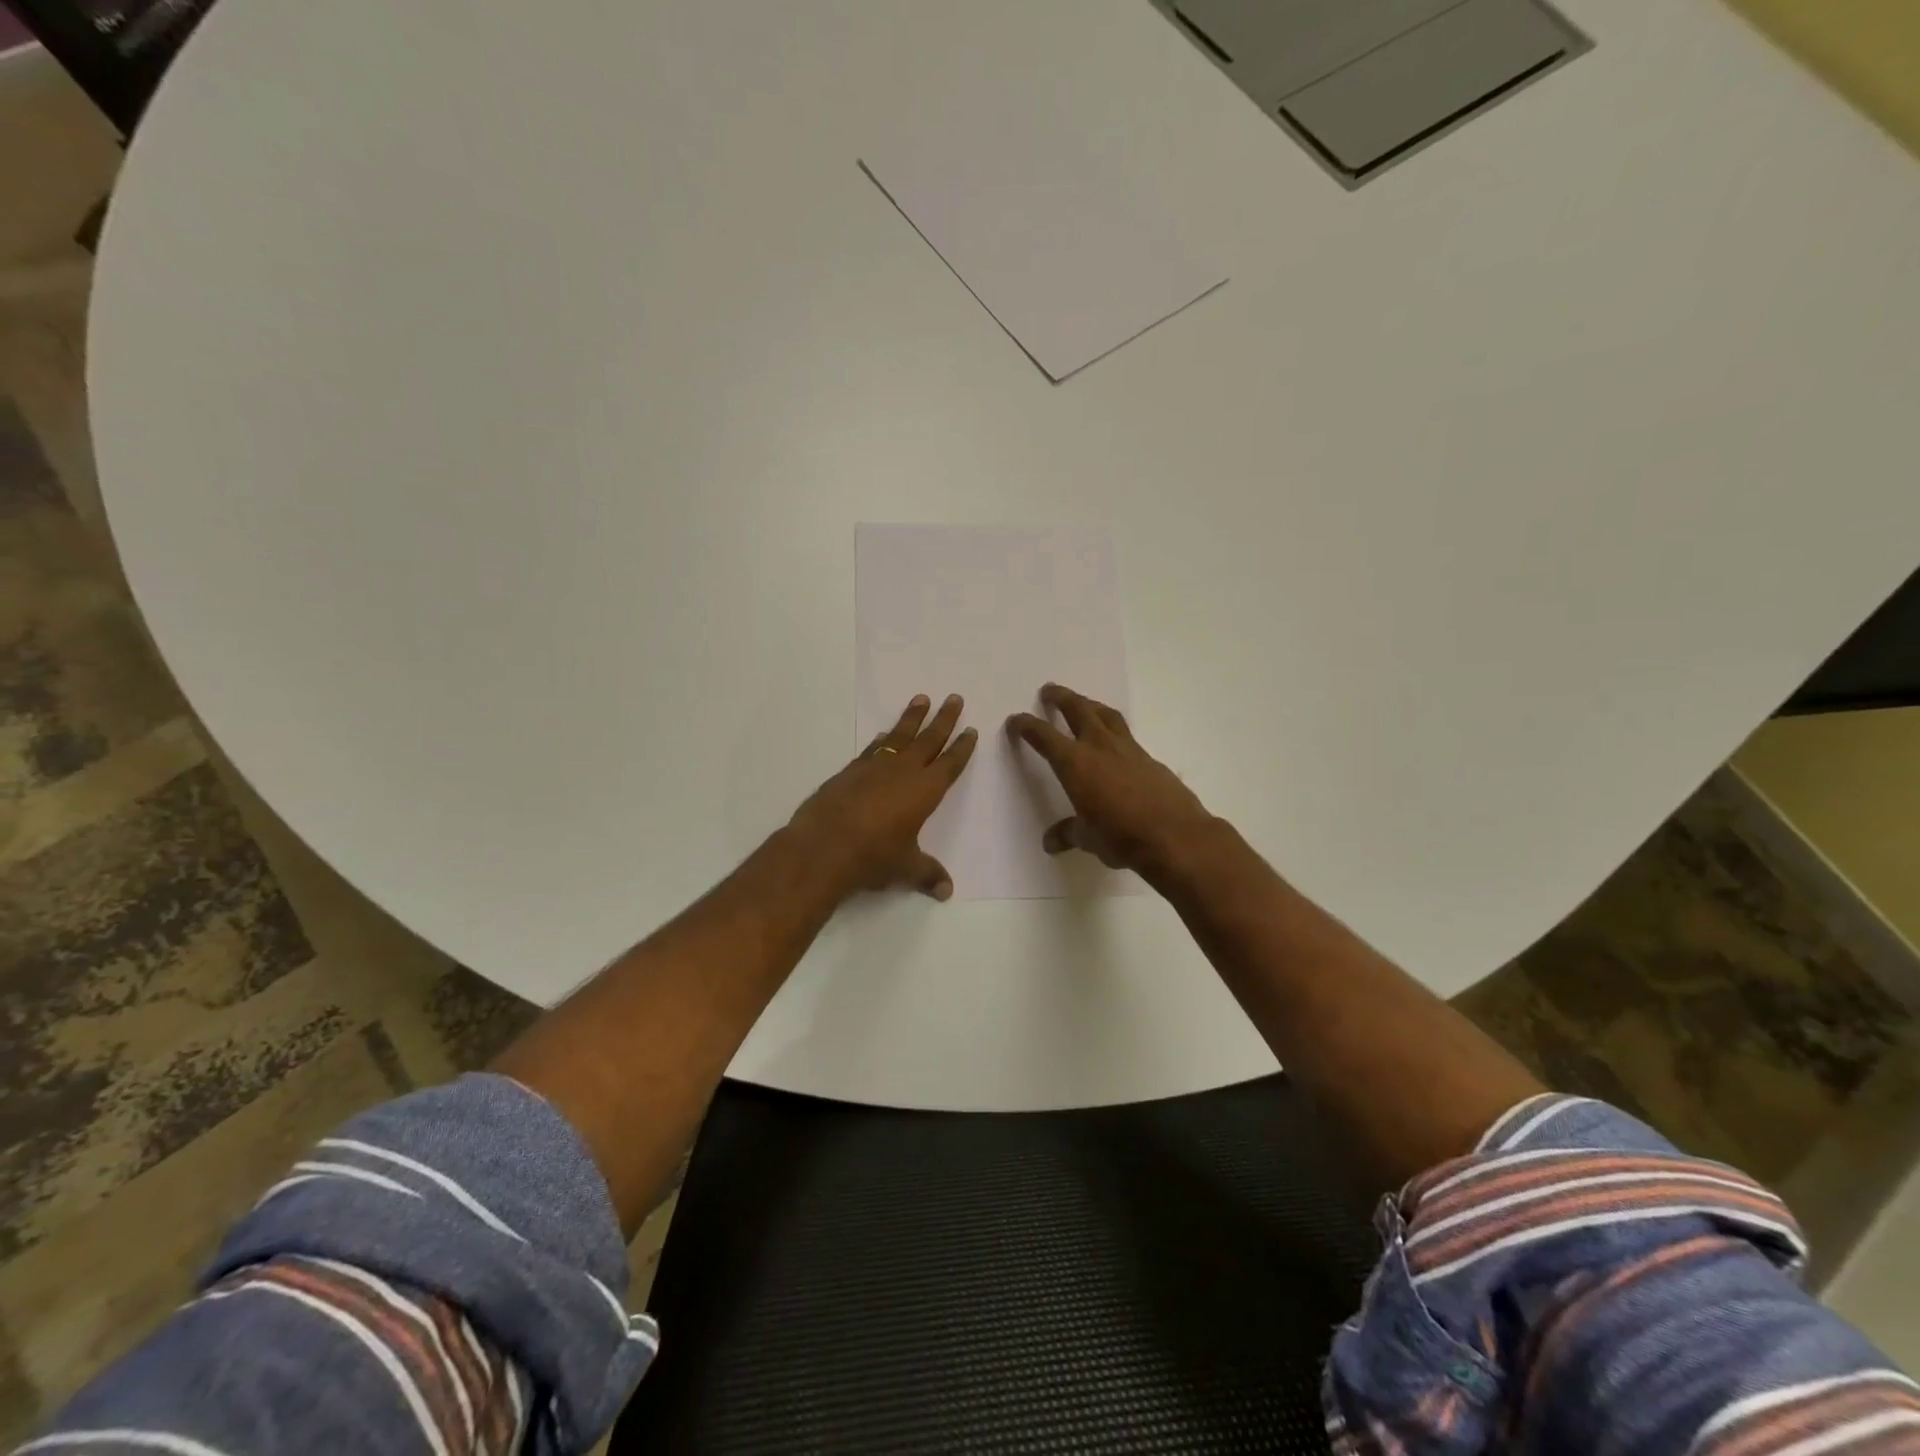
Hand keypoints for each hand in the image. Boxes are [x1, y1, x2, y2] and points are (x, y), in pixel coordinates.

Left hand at [788, 694, 977, 900]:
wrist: (823, 846)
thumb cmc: (873, 856)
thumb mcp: (905, 868)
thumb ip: (927, 874)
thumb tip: (946, 892)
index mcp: (925, 790)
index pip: (950, 763)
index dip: (962, 747)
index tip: (970, 730)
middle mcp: (903, 771)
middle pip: (930, 739)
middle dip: (944, 719)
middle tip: (954, 698)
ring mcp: (875, 767)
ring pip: (900, 735)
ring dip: (912, 717)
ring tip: (922, 699)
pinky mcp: (851, 770)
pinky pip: (873, 747)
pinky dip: (883, 739)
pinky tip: (884, 734)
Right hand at [1006, 683, 1215, 882]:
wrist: (1175, 835)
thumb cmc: (1121, 837)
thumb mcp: (1088, 838)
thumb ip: (1069, 833)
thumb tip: (1051, 841)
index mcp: (1075, 763)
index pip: (1044, 736)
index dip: (1027, 726)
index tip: (1016, 720)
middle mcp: (1099, 747)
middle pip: (1078, 710)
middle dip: (1061, 698)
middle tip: (1049, 690)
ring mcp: (1128, 749)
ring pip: (1106, 715)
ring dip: (1091, 705)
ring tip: (1084, 703)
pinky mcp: (1150, 759)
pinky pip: (1127, 735)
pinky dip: (1115, 730)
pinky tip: (1115, 743)